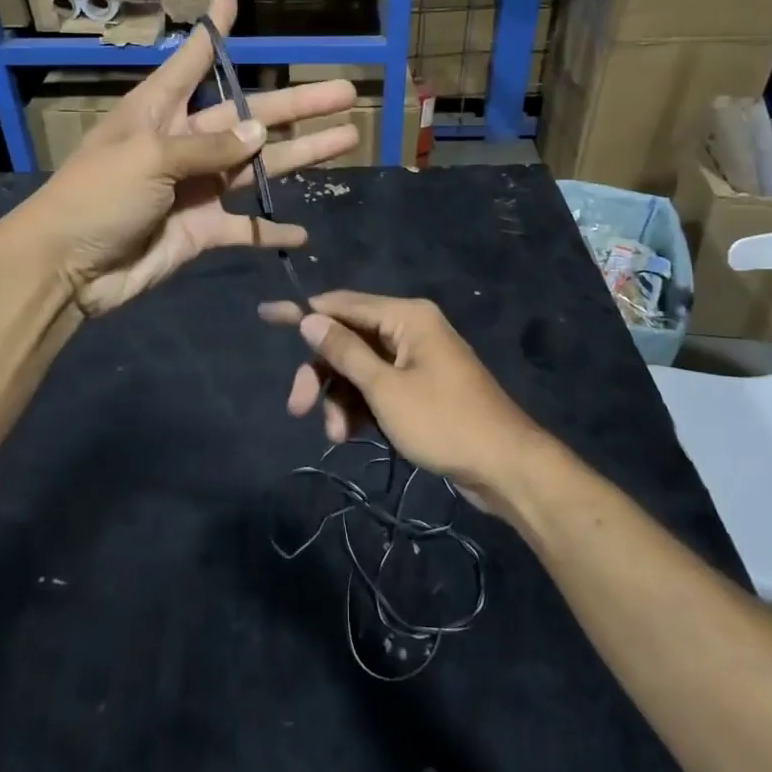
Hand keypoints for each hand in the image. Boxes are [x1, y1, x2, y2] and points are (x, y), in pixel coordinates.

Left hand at [25, 0, 360, 314]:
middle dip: (298, 103)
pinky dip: (271, 231)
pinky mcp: (201, 230)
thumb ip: (208, 147)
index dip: (214, 33)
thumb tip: (259, 133)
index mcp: (160, 112)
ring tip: (348, 138)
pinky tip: (303, 232)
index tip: (229, 0)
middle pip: (249, 116)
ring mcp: (196, 188)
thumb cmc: (98, 196)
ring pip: (260, 167)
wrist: (67, 268)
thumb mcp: (150, 157)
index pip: (193, 62)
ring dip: (303, 155)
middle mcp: (184, 143)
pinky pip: (245, 228)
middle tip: (346, 90)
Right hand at [258, 291, 545, 510]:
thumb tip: (309, 318)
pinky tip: (350, 435)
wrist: (505, 467)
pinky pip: (377, 388)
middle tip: (298, 407)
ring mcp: (415, 360)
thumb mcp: (385, 388)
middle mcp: (409, 330)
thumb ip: (344, 352)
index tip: (266, 316)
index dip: (303, 312)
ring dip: (340, 399)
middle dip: (322, 373)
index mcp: (405, 316)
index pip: (342, 304)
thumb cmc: (444, 421)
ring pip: (359, 369)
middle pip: (348, 340)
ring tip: (335, 435)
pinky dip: (360, 408)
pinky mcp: (419, 389)